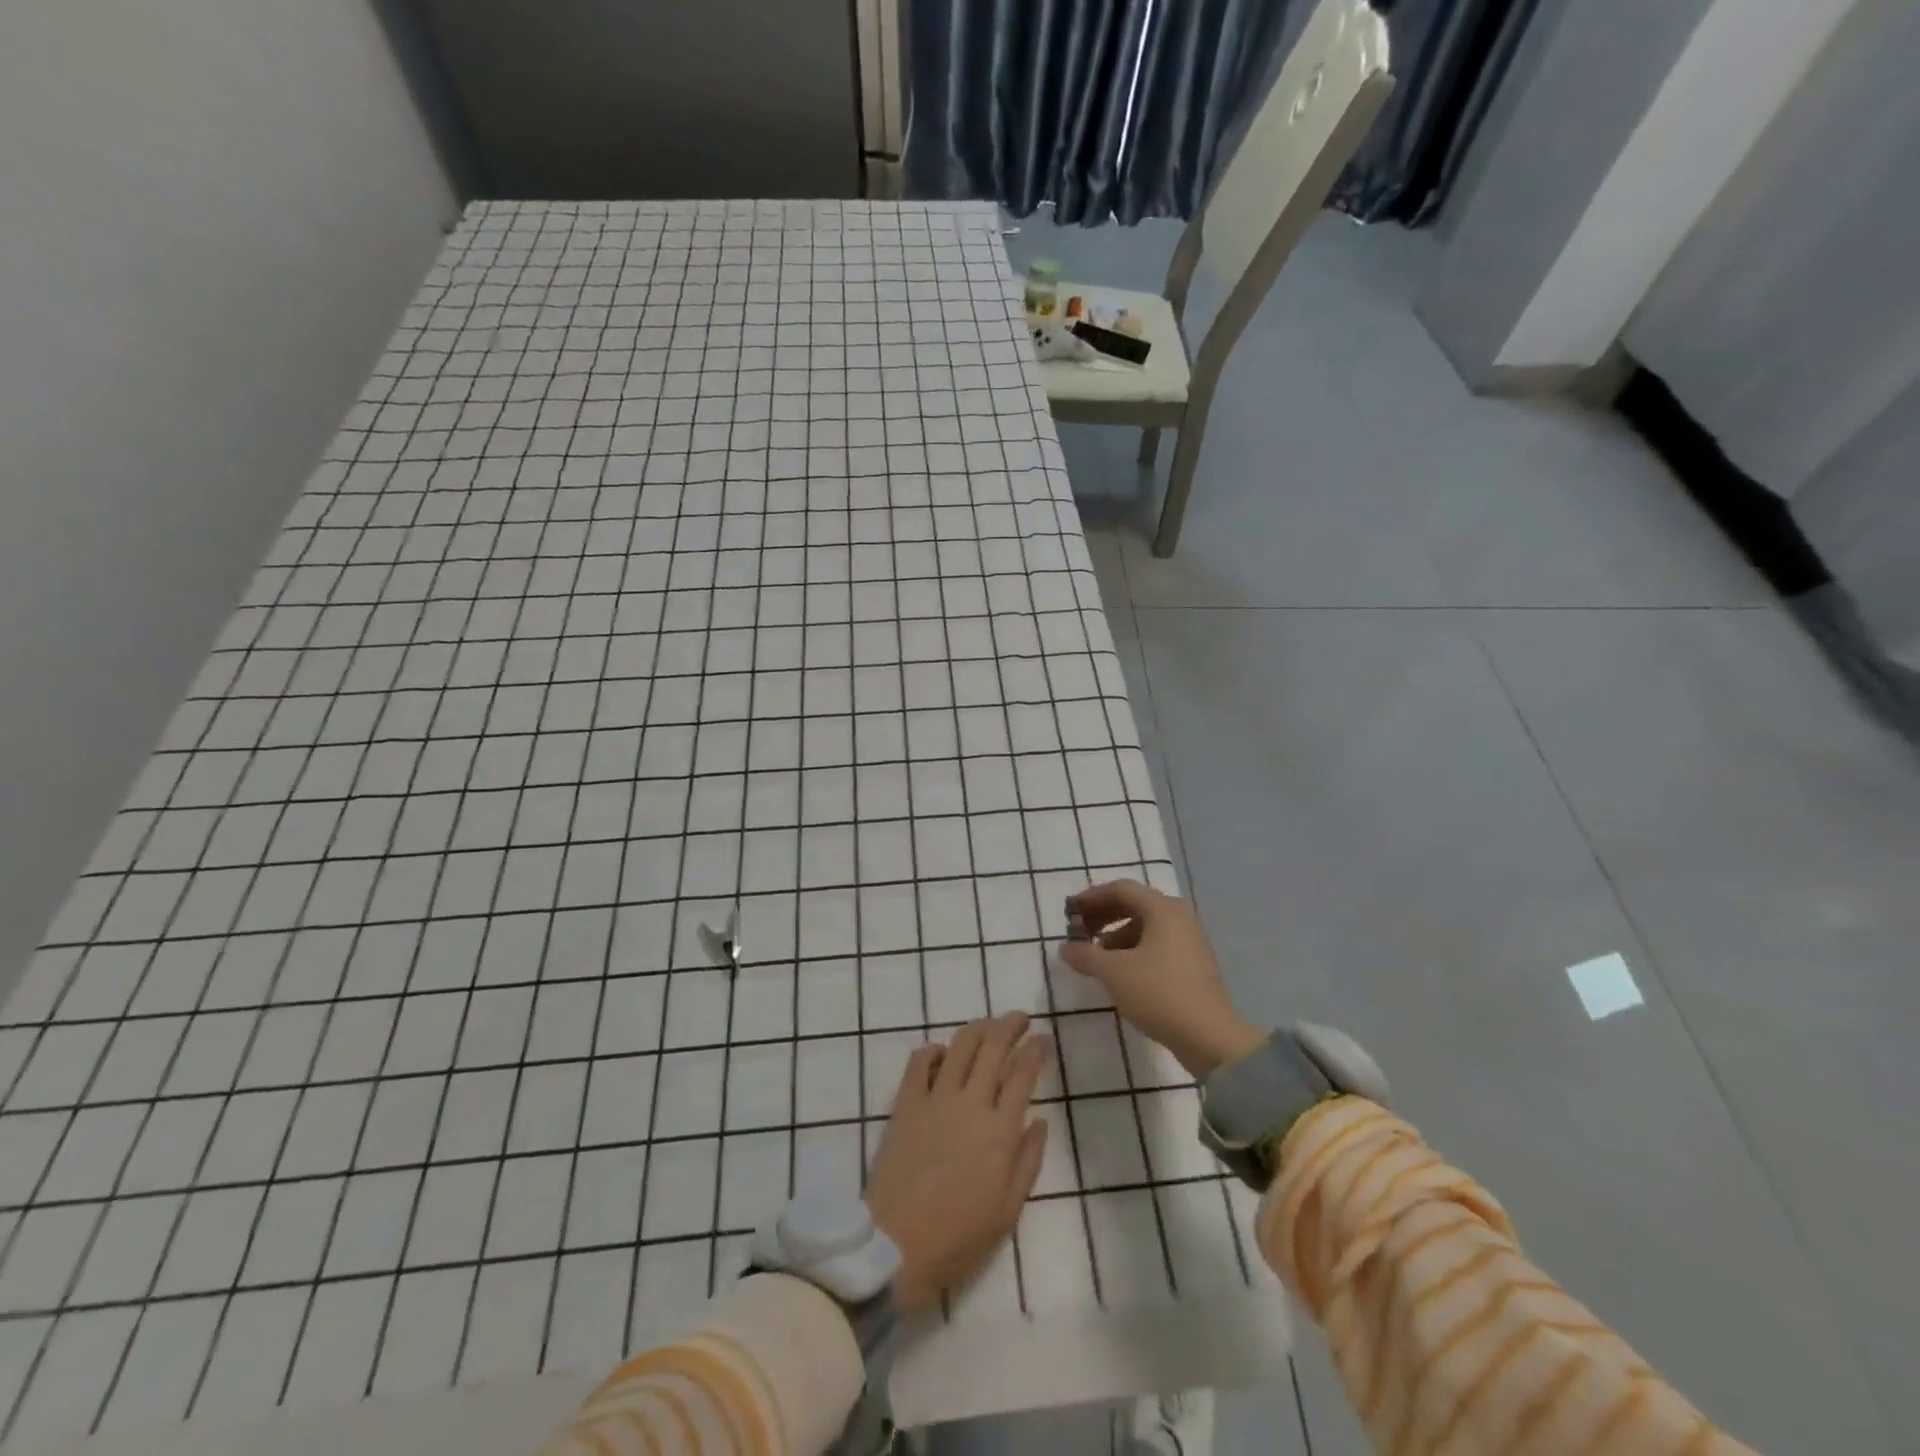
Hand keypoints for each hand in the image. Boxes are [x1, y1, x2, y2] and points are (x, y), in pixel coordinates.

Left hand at [864, 1013, 1050, 1314]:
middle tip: (1020, 1018)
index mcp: (1000, 1130)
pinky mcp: (906, 1102)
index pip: (1023, 1073)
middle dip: (1010, 1025)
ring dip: (978, 1028)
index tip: (1044, 1039)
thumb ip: (1028, 1160)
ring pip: (961, 1044)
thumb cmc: (959, 1236)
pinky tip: (944, 1054)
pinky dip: (935, 1050)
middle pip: (994, 1046)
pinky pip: (920, 1061)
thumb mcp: (1008, 1210)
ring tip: (988, 1027)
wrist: (896, 1244)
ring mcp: (936, 1098)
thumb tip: (1039, 1120)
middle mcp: (971, 1103)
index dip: (1036, 1050)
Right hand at [1060, 880, 1264, 1078]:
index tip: (1068, 912)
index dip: (1090, 898)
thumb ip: (1085, 955)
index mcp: (1162, 909)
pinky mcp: (1191, 965)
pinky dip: (1132, 950)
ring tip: (1094, 956)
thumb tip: (1065, 948)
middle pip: (1133, 905)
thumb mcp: (1114, 972)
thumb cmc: (1159, 993)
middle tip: (1078, 932)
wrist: (1210, 1038)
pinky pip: (1155, 945)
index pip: (1120, 889)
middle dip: (1102, 916)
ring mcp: (1188, 941)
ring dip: (1115, 935)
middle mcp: (1178, 917)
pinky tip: (1118, 972)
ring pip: (1144, 927)